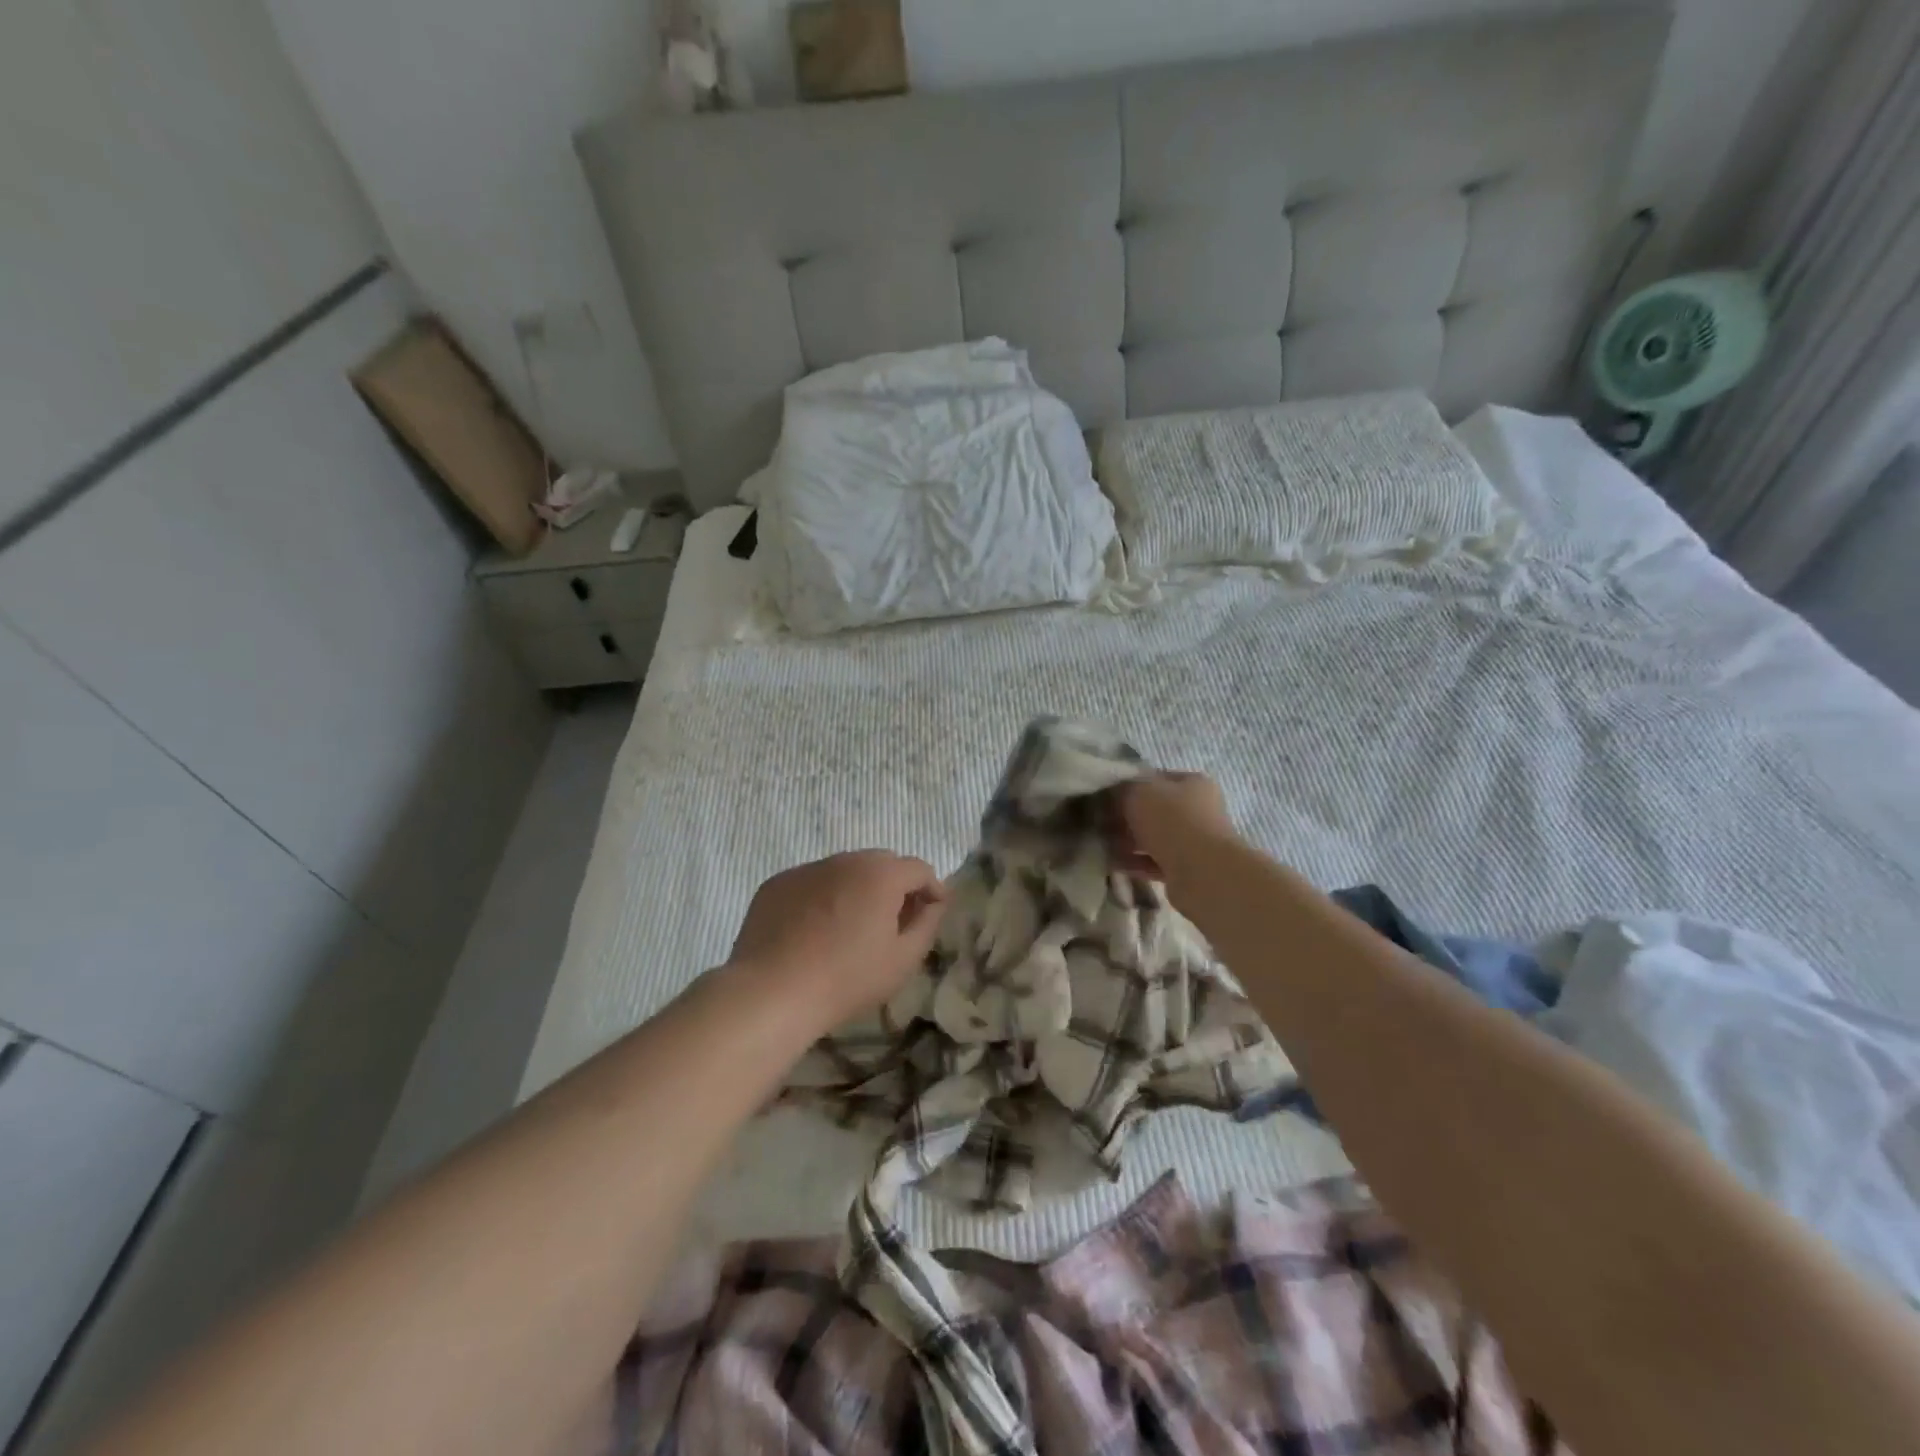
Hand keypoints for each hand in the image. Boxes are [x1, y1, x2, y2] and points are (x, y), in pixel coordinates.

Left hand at [728, 851, 947, 1027]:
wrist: (771, 992)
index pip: (919, 868)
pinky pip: (812, 883)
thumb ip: (927, 924)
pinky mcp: (778, 883)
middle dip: (895, 886)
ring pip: (844, 871)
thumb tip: (933, 903)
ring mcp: (807, 869)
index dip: (931, 889)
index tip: (931, 913)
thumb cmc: (847, 978)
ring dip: (857, 889)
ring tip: (850, 928)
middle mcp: (846, 860)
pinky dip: (822, 898)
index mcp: (881, 874)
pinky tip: (814, 932)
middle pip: (882, 863)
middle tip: (892, 922)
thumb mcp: (903, 960)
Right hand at [1113, 772, 1235, 875]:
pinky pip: (1154, 862)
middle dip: (1126, 817)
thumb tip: (1111, 795)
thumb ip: (1122, 789)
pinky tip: (1112, 863)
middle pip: (1154, 810)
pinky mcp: (1187, 870)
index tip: (1105, 796)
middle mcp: (1198, 810)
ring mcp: (1194, 841)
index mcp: (1193, 784)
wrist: (1201, 873)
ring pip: (1153, 837)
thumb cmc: (1171, 820)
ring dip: (1128, 841)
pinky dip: (1134, 862)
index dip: (1128, 785)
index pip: (1155, 778)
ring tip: (1101, 845)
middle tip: (1100, 822)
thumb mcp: (1138, 792)